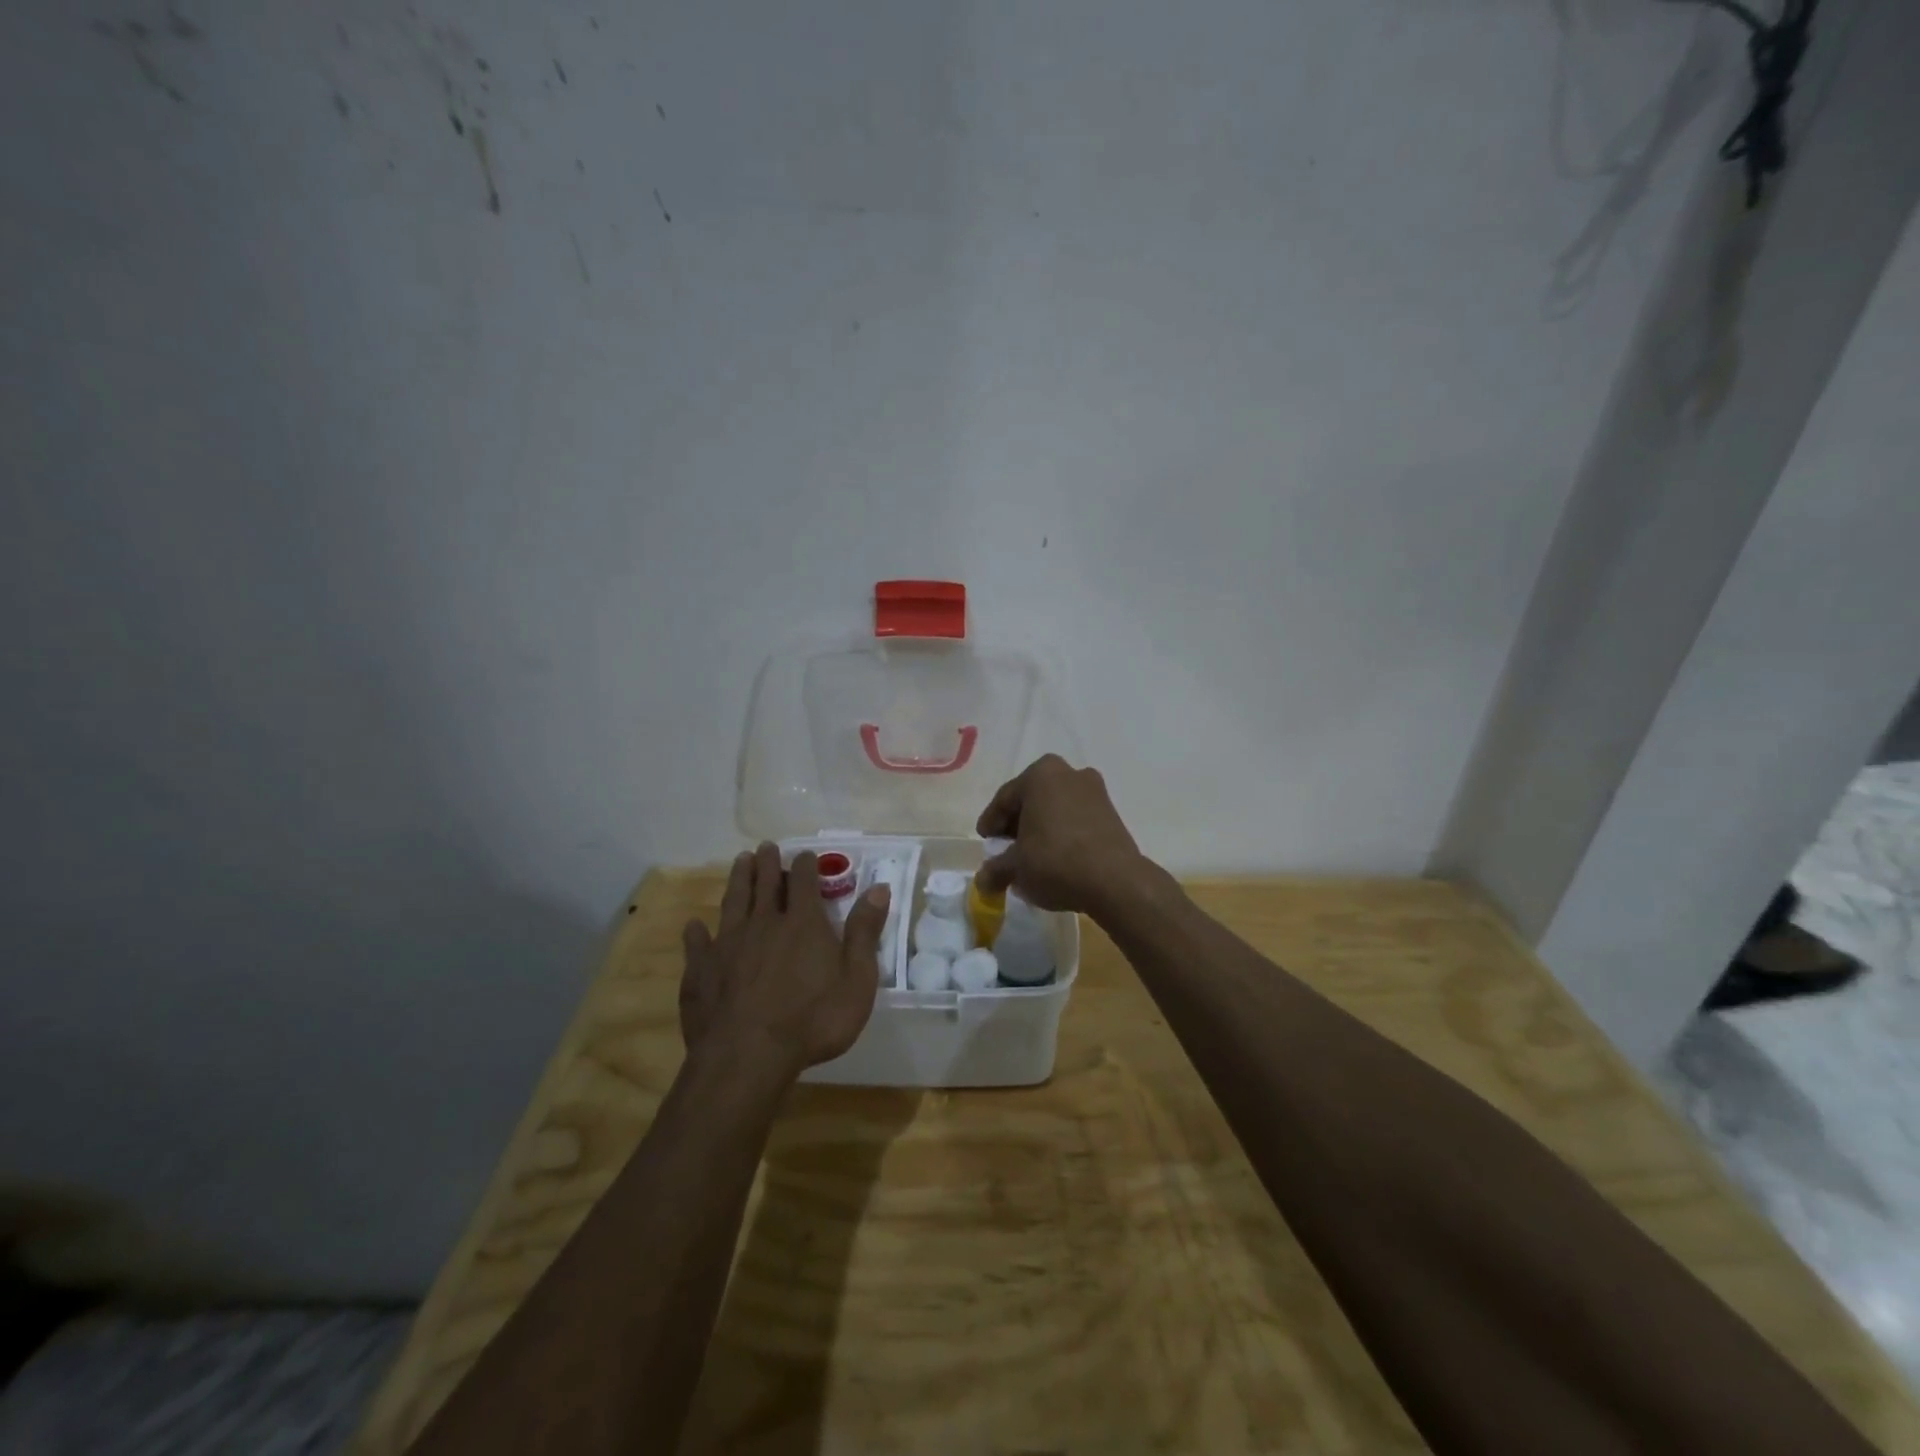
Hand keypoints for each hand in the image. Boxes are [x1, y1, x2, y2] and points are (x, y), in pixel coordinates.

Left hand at [680, 844, 891, 1079]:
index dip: (806, 865)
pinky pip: (697, 943)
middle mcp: (763, 923)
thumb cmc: (812, 1021)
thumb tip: (879, 888)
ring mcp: (728, 944)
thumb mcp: (856, 980)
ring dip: (738, 879)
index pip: (804, 881)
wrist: (747, 1056)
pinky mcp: (700, 970)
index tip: (806, 855)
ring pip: (733, 901)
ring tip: (740, 862)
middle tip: (766, 846)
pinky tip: (694, 925)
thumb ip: (864, 932)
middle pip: (764, 883)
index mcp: (802, 923)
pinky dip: (697, 932)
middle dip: (767, 863)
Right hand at [975, 754, 1150, 914]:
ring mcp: (1094, 790)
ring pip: (1055, 808)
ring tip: (1030, 855)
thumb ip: (996, 869)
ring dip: (1041, 828)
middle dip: (1017, 823)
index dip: (991, 822)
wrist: (1115, 881)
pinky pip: (1076, 818)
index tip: (985, 841)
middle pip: (1031, 799)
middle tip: (1005, 848)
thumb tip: (983, 880)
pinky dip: (1062, 833)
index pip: (1005, 798)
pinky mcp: (1111, 812)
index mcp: (1040, 775)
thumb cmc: (1055, 862)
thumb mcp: (1016, 867)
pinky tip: (1056, 856)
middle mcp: (1068, 773)